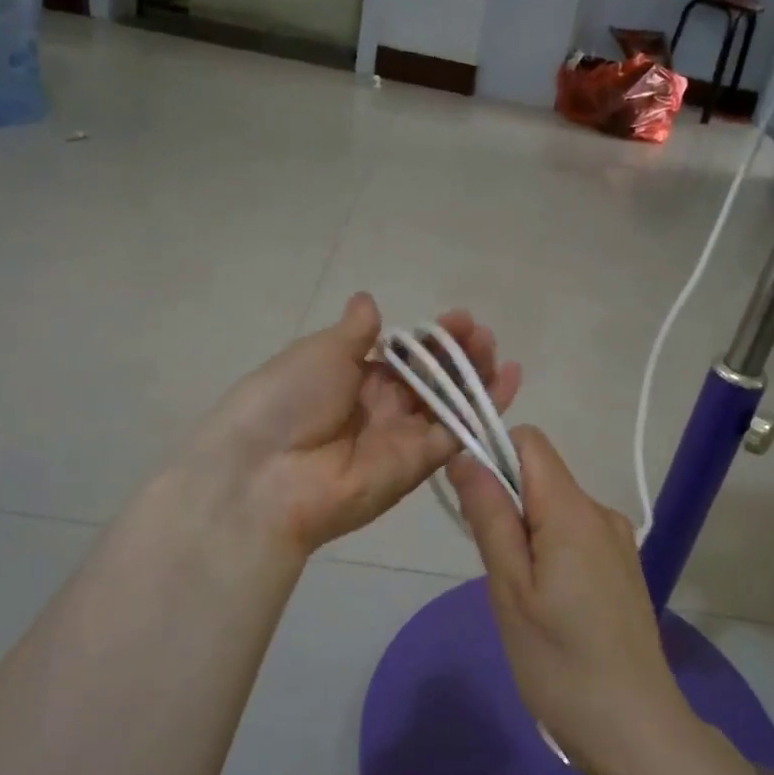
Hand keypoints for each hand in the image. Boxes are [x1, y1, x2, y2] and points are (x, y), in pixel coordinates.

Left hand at [195, 293, 520, 555]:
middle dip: (458, 354)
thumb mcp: (318, 353)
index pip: (405, 356)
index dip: (432, 338)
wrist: (264, 472)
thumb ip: (354, 332)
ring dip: (475, 375)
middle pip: (431, 379)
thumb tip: (369, 301)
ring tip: (495, 348)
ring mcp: (402, 437)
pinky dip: (485, 409)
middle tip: (480, 333)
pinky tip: (509, 380)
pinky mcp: (419, 464)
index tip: (458, 318)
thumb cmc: (286, 400)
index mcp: (354, 378)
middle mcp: (381, 408)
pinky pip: (457, 433)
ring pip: (449, 403)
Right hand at [448, 427, 694, 774]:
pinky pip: (575, 535)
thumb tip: (466, 456)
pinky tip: (548, 604)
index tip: (468, 498)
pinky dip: (549, 550)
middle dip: (505, 502)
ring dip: (526, 531)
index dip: (492, 453)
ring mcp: (617, 541)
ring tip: (521, 595)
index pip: (530, 442)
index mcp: (574, 511)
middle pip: (542, 476)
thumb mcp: (510, 590)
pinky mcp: (622, 567)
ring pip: (556, 508)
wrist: (635, 730)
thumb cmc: (560, 663)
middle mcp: (602, 513)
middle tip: (494, 567)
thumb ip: (490, 516)